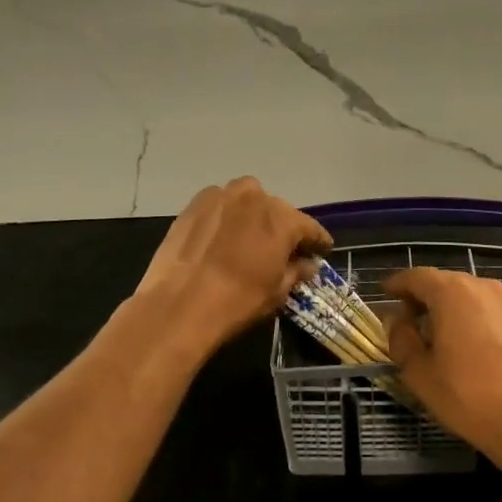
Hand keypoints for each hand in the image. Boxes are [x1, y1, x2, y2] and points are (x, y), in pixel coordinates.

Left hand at [130, 178, 330, 358]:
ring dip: (252, 215)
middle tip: (279, 249)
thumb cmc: (237, 301)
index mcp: (282, 219)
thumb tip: (308, 264)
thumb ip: (296, 271)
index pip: (309, 227)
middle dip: (281, 228)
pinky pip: (219, 204)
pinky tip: (219, 236)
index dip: (317, 240)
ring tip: (246, 238)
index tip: (322, 249)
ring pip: (247, 200)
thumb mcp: (276, 292)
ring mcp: (222, 196)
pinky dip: (225, 215)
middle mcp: (256, 197)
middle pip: (277, 210)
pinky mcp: (195, 203)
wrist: (179, 305)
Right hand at [380, 268, 501, 456]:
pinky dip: (472, 321)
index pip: (416, 277)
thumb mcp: (421, 374)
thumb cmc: (470, 396)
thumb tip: (397, 321)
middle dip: (422, 299)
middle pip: (443, 284)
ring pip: (468, 298)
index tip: (385, 294)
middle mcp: (481, 286)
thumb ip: (402, 340)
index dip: (397, 285)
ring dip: (449, 311)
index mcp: (451, 291)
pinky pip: (489, 313)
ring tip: (437, 339)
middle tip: (407, 323)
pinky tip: (469, 350)